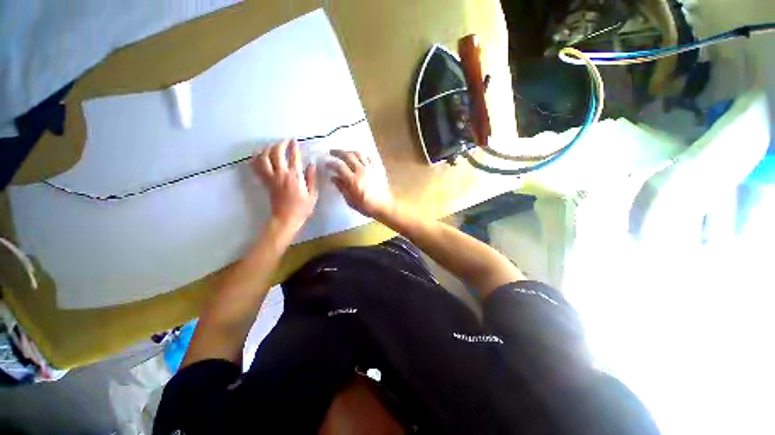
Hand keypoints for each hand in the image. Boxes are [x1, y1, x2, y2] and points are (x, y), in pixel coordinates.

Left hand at [251, 139, 317, 233]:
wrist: (286, 218)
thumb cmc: (302, 207)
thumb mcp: (313, 194)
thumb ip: (312, 178)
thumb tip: (311, 164)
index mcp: (295, 176)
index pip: (294, 156)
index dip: (294, 146)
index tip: (295, 140)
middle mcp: (281, 174)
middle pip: (276, 152)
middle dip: (280, 144)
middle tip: (285, 141)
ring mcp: (270, 177)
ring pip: (263, 157)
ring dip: (267, 149)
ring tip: (273, 147)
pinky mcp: (264, 182)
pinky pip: (256, 167)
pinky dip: (256, 159)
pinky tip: (259, 156)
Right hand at [327, 150, 393, 218]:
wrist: (384, 206)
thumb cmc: (366, 206)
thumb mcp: (350, 200)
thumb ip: (342, 188)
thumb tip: (333, 178)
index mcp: (353, 180)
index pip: (339, 167)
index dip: (331, 163)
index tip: (326, 163)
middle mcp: (361, 171)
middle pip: (348, 156)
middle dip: (338, 152)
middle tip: (332, 152)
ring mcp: (371, 169)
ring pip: (359, 154)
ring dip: (350, 152)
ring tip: (345, 153)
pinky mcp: (378, 169)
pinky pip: (370, 158)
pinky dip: (363, 155)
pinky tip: (360, 157)